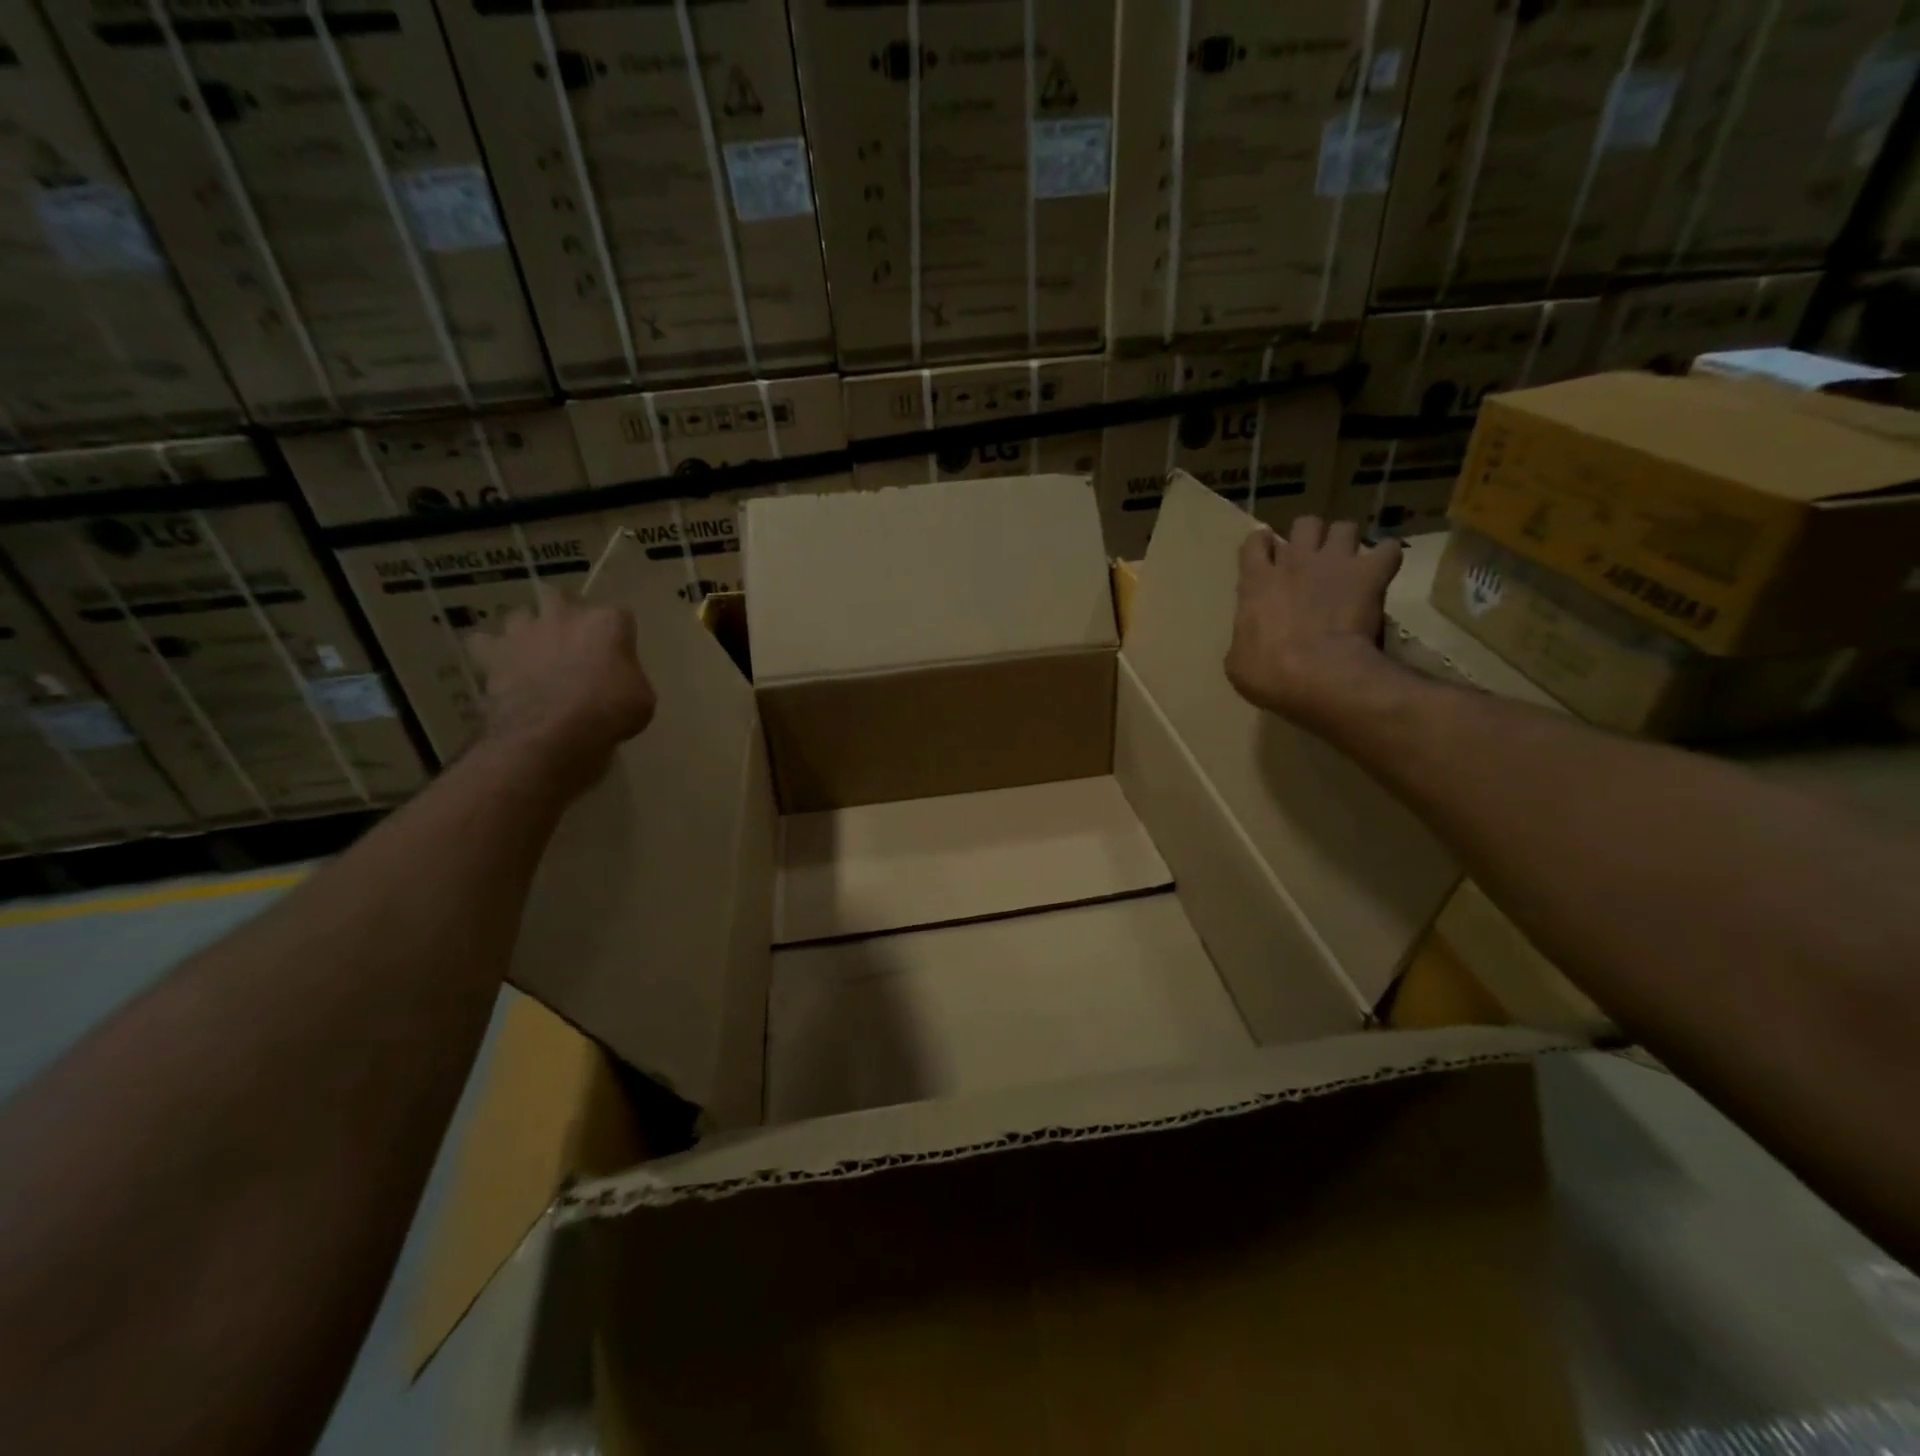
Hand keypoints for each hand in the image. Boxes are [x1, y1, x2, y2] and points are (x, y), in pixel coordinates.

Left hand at [469, 590, 655, 797]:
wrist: (552, 733)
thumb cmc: (609, 713)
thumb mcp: (642, 699)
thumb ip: (630, 678)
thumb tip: (619, 679)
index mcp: (607, 622)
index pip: (619, 615)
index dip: (618, 635)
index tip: (619, 655)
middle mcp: (565, 615)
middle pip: (561, 596)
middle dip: (565, 613)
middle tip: (571, 641)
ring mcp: (524, 631)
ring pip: (520, 615)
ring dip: (527, 630)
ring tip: (533, 653)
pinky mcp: (493, 653)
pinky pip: (485, 643)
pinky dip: (492, 653)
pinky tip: (501, 667)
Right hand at [1225, 517, 1403, 731]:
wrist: (1321, 675)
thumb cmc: (1269, 673)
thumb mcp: (1238, 663)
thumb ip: (1243, 639)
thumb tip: (1248, 640)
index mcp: (1256, 583)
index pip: (1254, 543)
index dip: (1261, 546)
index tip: (1266, 555)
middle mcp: (1294, 562)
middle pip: (1304, 525)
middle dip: (1309, 537)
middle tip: (1311, 558)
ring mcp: (1334, 563)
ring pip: (1344, 528)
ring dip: (1346, 542)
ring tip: (1347, 562)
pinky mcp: (1370, 574)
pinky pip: (1387, 550)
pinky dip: (1386, 558)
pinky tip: (1383, 571)